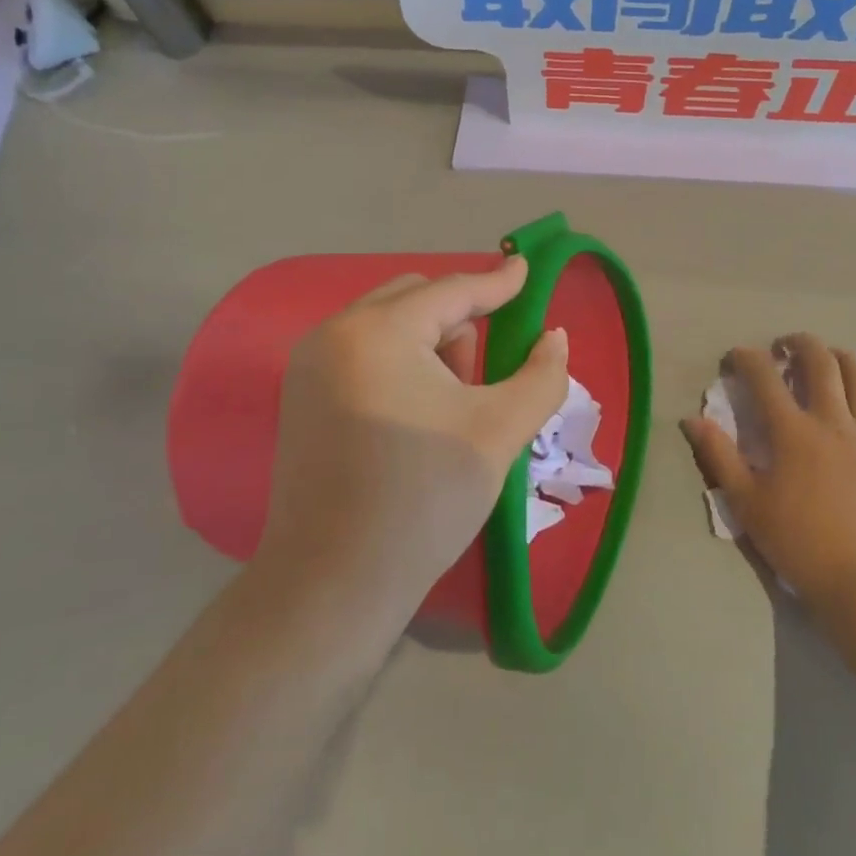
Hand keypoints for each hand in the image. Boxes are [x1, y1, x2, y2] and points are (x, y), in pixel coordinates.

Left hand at [258, 256, 570, 634]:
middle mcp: (334, 334)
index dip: (497, 282)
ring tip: (451, 406)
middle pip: (416, 299)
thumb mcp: (498, 432)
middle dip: (460, 322)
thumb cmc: (423, 498)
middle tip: (483, 376)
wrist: (332, 586)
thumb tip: (553, 338)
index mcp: (378, 331)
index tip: (526, 269)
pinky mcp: (302, 398)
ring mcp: (309, 366)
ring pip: (389, 325)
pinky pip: (364, 353)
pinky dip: (400, 364)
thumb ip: (540, 376)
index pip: (452, 291)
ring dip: (430, 345)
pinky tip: (416, 416)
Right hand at [682, 333, 855, 607]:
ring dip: (839, 357)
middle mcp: (832, 421)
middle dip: (798, 343)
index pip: (764, 377)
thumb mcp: (745, 501)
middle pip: (820, 360)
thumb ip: (718, 454)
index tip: (735, 358)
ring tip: (825, 360)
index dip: (746, 358)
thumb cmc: (795, 539)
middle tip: (783, 347)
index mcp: (793, 432)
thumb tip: (691, 419)